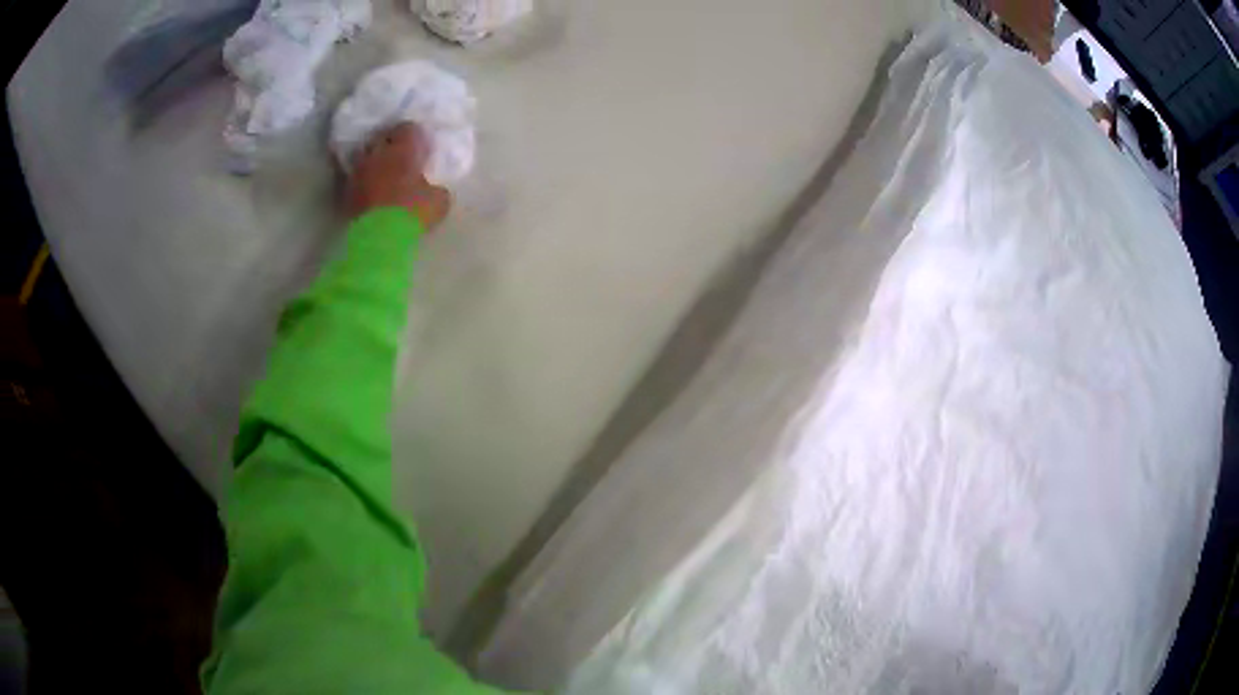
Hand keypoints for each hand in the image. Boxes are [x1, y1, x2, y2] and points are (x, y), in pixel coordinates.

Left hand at [347, 123, 451, 230]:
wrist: (378, 239)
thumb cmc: (413, 213)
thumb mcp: (439, 202)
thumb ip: (436, 189)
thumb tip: (433, 189)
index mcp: (403, 148)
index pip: (408, 128)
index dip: (416, 136)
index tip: (421, 147)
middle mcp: (378, 153)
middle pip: (383, 138)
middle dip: (391, 144)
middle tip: (401, 157)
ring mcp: (359, 171)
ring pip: (366, 157)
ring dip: (374, 161)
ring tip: (383, 173)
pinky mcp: (346, 191)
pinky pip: (355, 178)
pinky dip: (363, 180)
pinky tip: (371, 190)